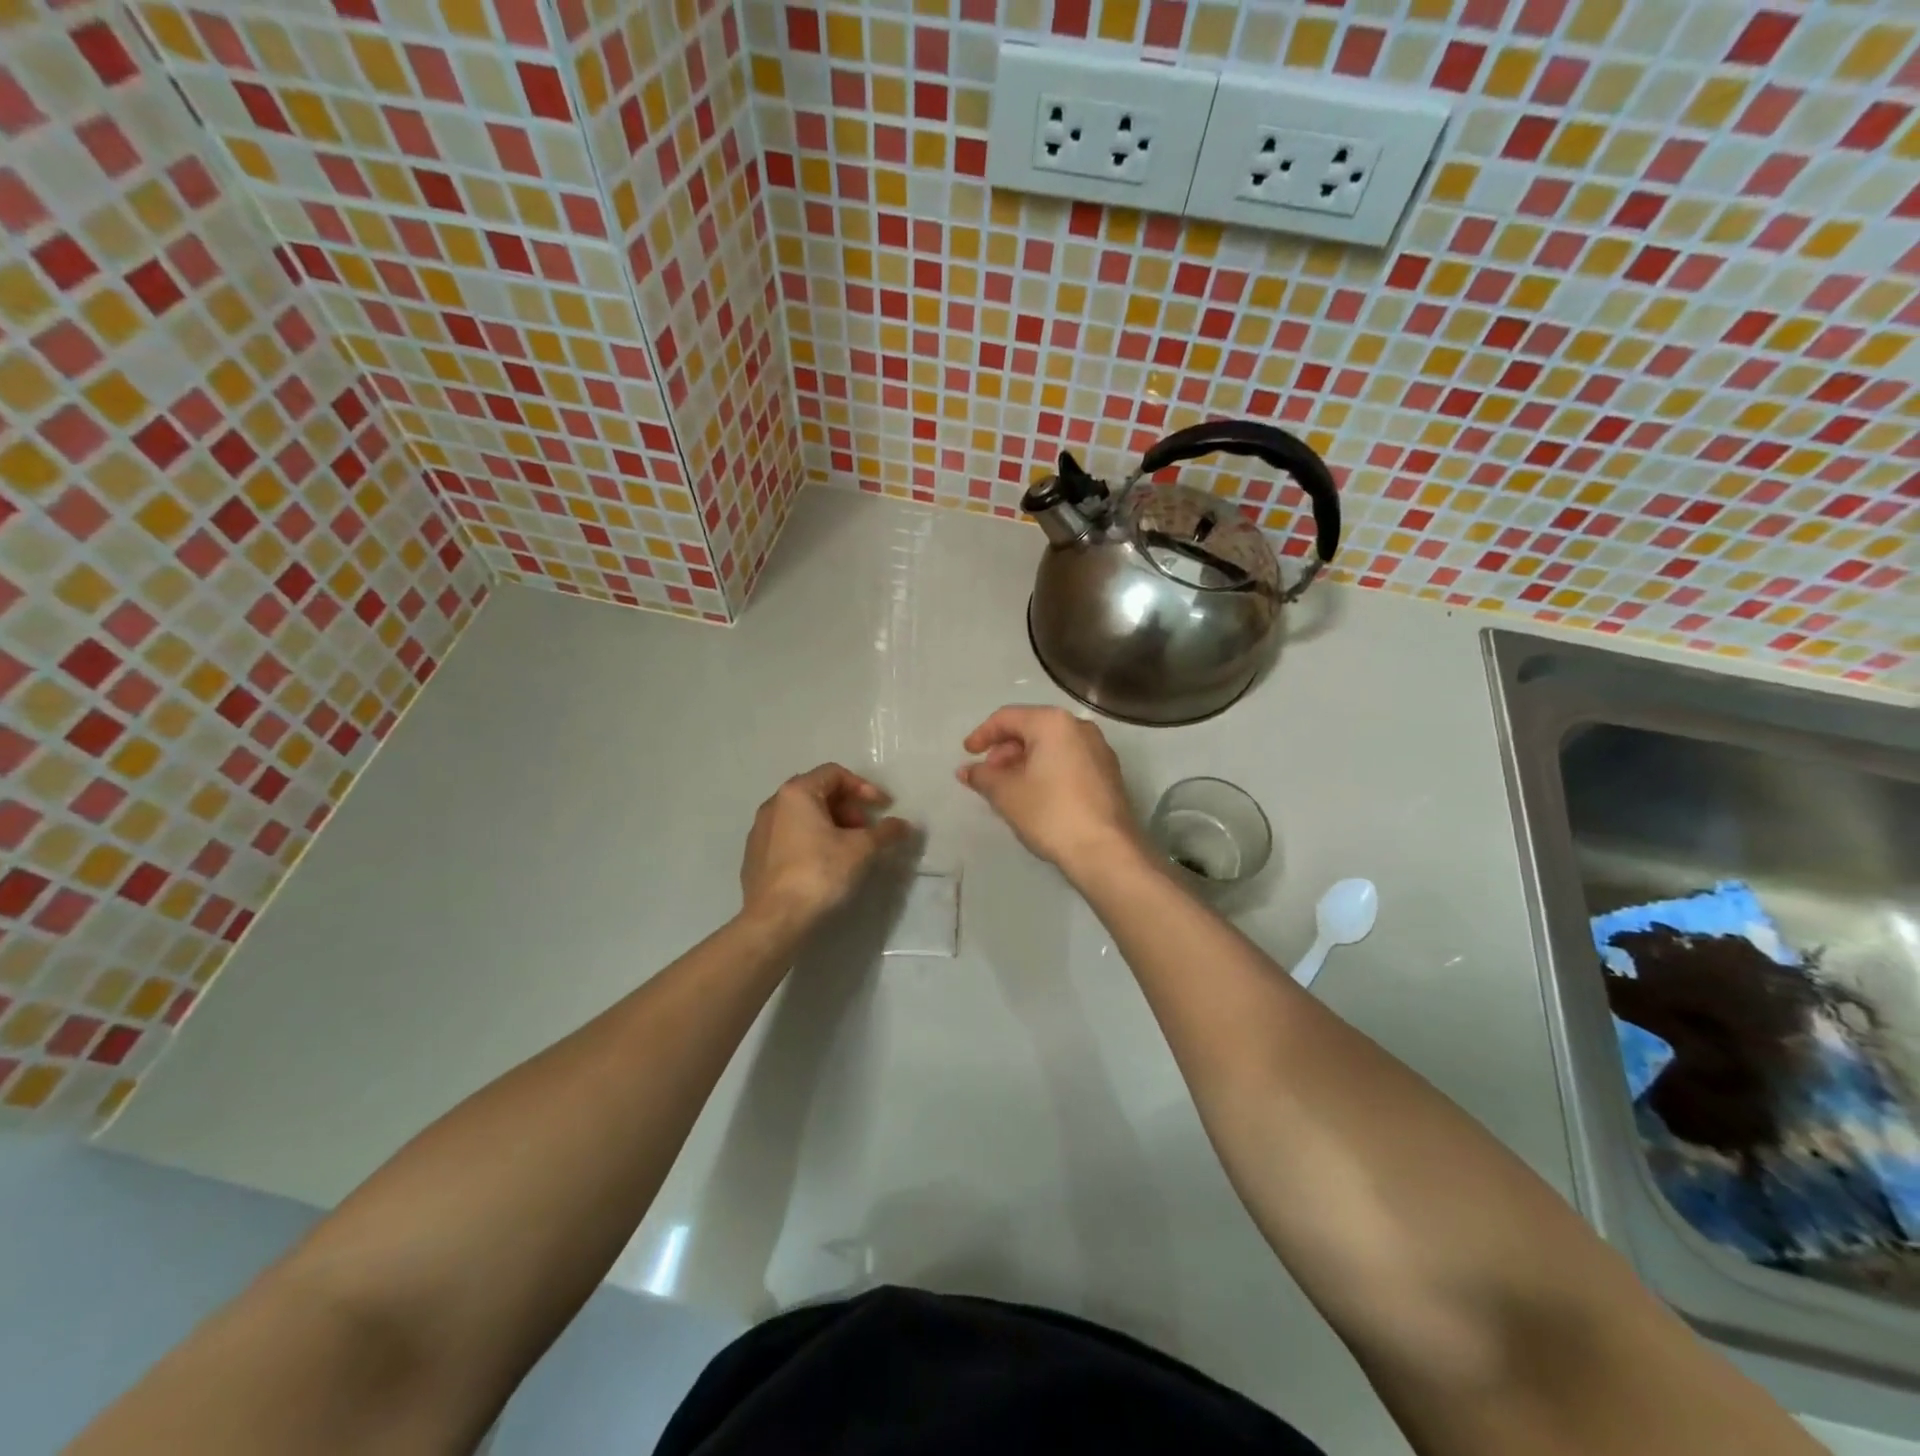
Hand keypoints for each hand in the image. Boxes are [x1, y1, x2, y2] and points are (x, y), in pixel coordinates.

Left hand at [740, 764, 911, 932]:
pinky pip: (789, 837)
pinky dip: (812, 841)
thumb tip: (904, 825)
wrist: (774, 921)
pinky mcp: (755, 857)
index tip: (883, 807)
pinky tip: (825, 865)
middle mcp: (773, 805)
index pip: (835, 774)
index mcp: (796, 793)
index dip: (864, 787)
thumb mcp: (861, 850)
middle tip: (866, 830)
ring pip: (803, 816)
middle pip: (818, 793)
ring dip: (831, 825)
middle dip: (848, 808)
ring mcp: (760, 831)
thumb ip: (885, 832)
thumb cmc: (819, 873)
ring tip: (850, 850)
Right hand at [957, 706, 1140, 878]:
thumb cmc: (1050, 813)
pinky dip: (1047, 770)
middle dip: (1005, 750)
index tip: (967, 755)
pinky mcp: (1108, 773)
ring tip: (1009, 788)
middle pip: (1031, 728)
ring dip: (1025, 761)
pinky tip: (1037, 795)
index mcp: (1053, 722)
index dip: (982, 735)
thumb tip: (967, 771)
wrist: (1106, 850)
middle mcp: (1079, 726)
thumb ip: (982, 776)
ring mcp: (1099, 749)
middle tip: (989, 776)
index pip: (1007, 718)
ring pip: (1052, 746)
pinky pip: (1069, 760)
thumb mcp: (1006, 794)